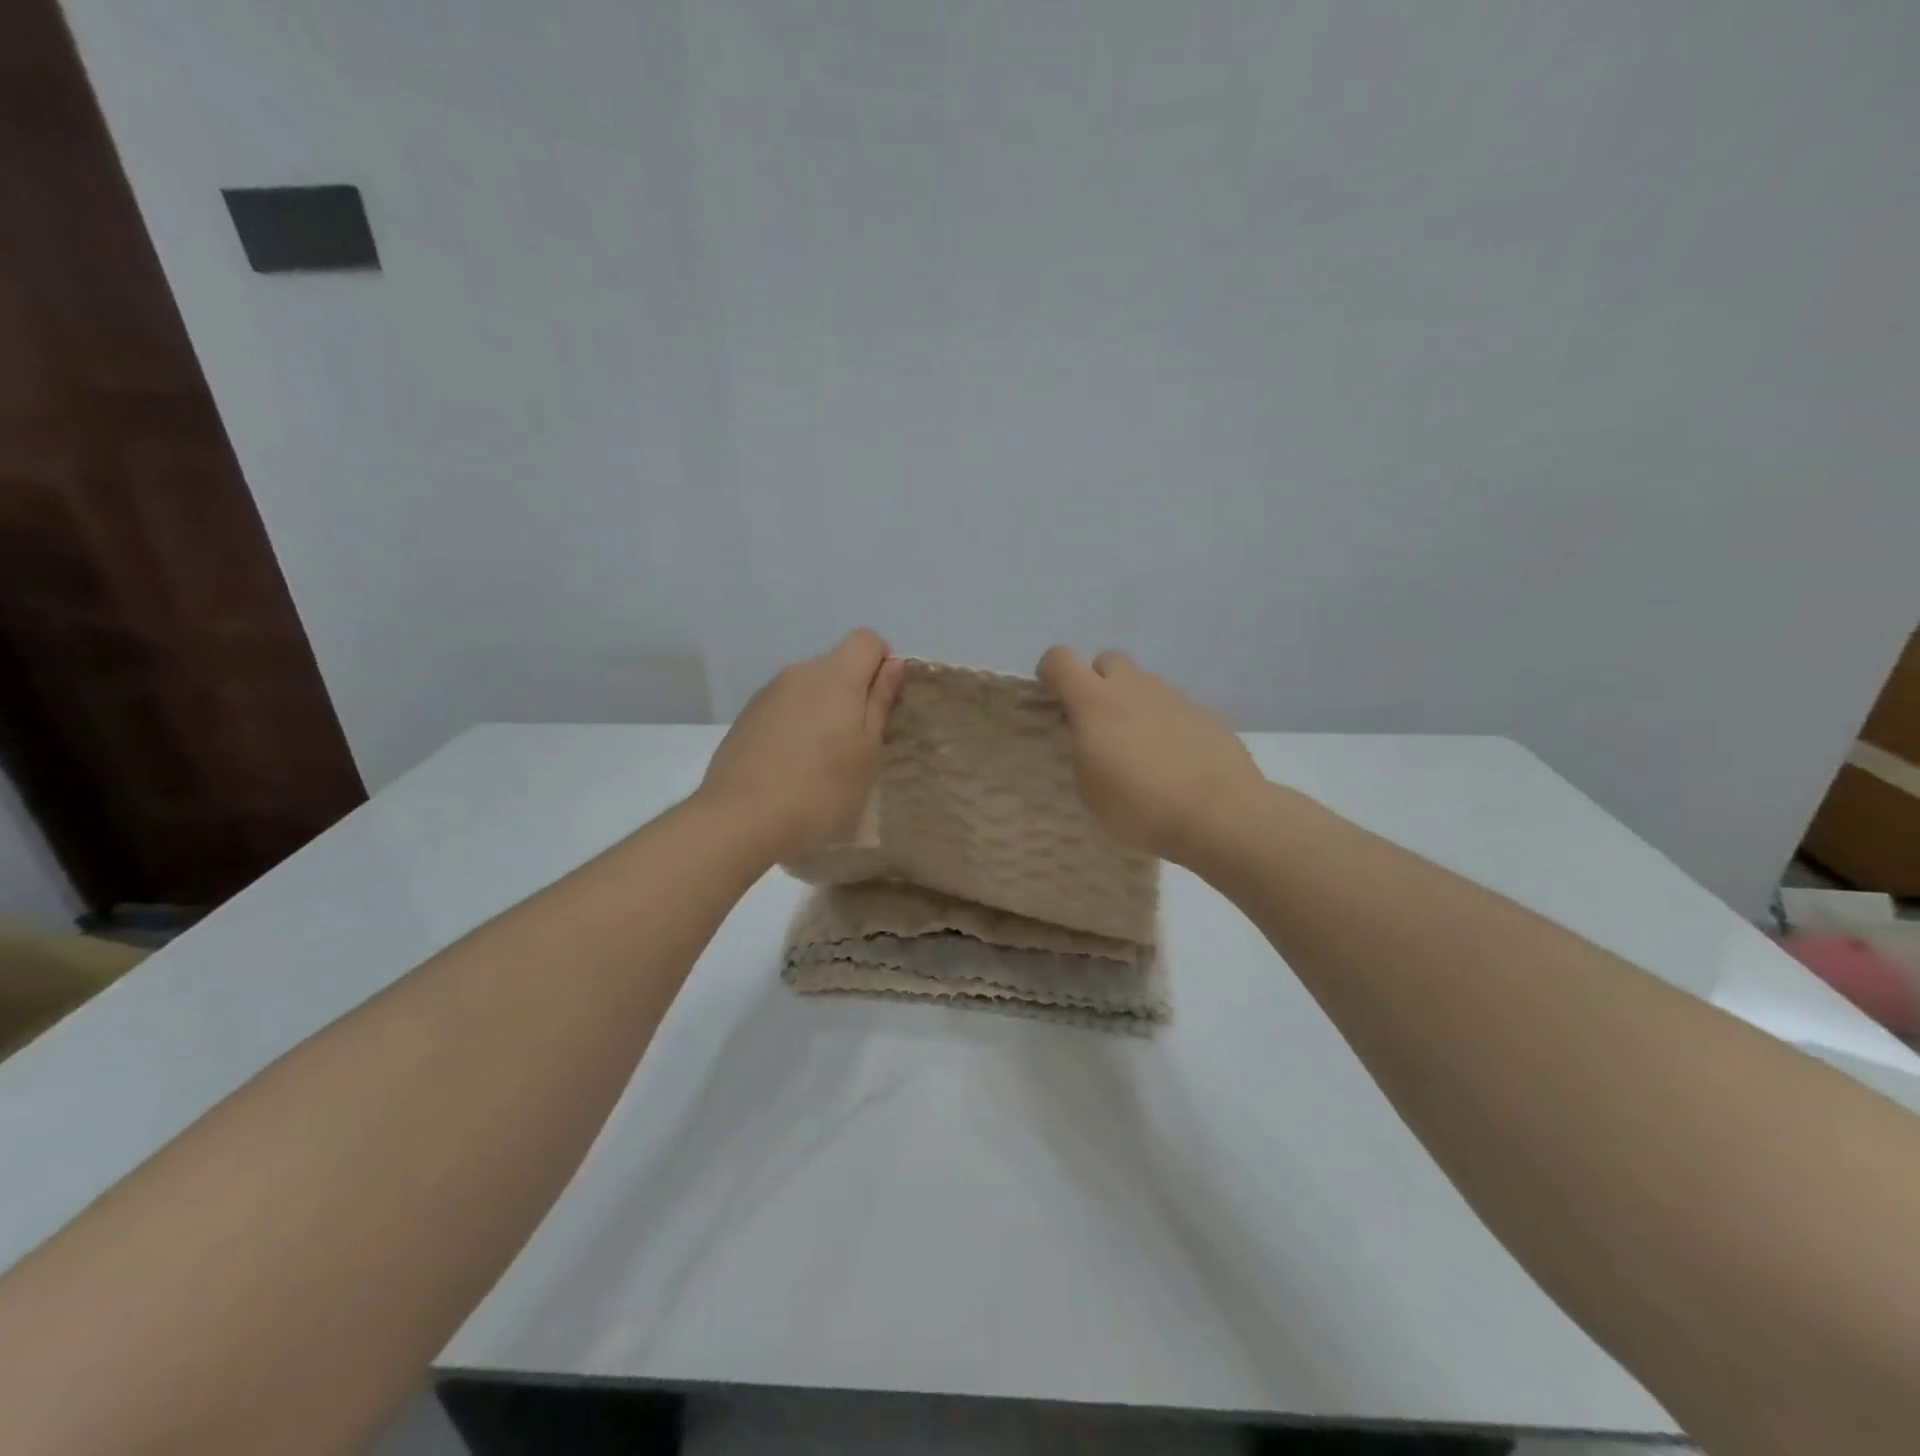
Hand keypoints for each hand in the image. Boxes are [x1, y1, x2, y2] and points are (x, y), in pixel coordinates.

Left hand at [698, 629, 908, 860]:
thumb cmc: (821, 789)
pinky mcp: (746, 717)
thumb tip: (893, 663)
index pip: (867, 639)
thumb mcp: (867, 751)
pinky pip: (784, 707)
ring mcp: (768, 693)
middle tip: (857, 744)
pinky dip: (796, 725)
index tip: (884, 707)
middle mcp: (799, 672)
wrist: (741, 818)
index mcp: (835, 675)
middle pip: (837, 663)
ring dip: (823, 710)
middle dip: (854, 692)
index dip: (882, 665)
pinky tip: (791, 766)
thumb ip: (880, 701)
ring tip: (822, 761)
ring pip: (809, 687)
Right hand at [1035, 646, 1264, 866]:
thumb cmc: (1141, 807)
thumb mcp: (1090, 791)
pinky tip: (1173, 761)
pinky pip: (1174, 708)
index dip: (1050, 672)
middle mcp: (1134, 687)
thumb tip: (1093, 742)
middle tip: (1098, 724)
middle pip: (1107, 660)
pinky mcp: (1206, 713)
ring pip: (1144, 684)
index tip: (1053, 698)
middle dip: (1097, 682)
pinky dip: (1166, 724)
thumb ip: (1083, 753)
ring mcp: (1174, 697)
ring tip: (1139, 750)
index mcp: (1095, 702)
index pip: (1060, 658)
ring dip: (1134, 704)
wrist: (1221, 814)